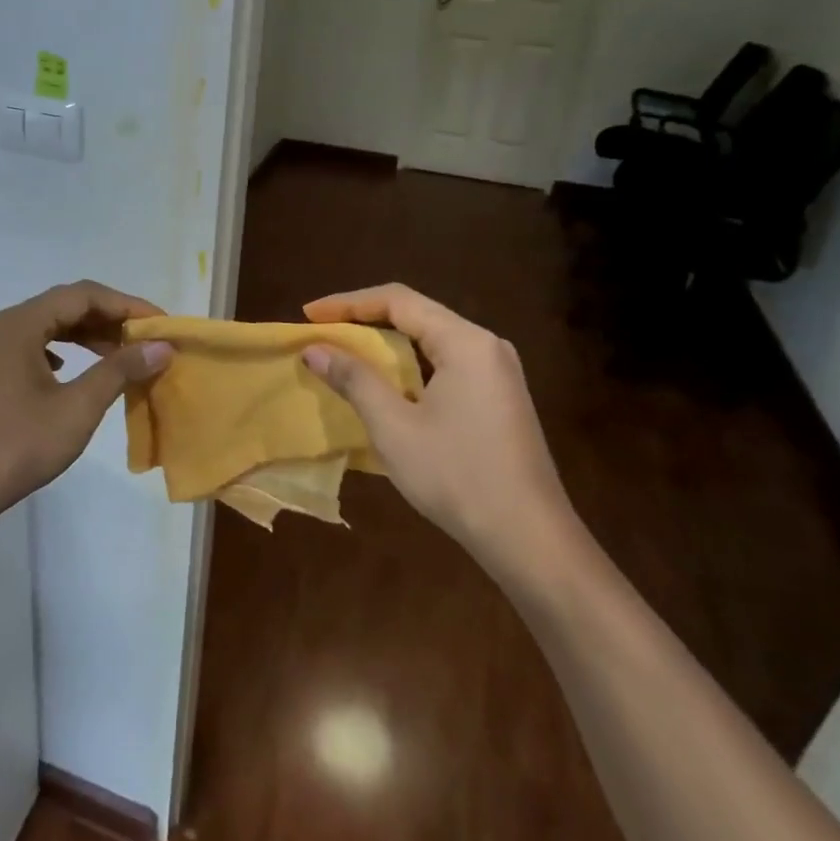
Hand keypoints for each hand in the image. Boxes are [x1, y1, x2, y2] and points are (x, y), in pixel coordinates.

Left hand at [0, 280, 173, 512]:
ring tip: (122, 355)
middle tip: (146, 340)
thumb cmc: (18, 445)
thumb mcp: (77, 407)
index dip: (126, 305)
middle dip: (109, 319)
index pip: (83, 295)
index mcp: (21, 324)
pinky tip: (77, 371)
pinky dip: (65, 352)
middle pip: (65, 306)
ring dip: (87, 336)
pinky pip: (35, 347)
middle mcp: (4, 326)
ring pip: (49, 327)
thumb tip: (160, 347)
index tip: (160, 325)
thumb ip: (120, 370)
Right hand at [302, 284, 584, 590]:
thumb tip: (314, 349)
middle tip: (322, 333)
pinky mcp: (499, 398)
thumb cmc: (458, 476)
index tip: (309, 315)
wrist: (530, 539)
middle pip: (416, 315)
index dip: (348, 303)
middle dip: (365, 321)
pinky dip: (409, 367)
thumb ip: (354, 380)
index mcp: (465, 342)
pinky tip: (387, 386)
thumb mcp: (394, 427)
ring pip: (431, 342)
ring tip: (346, 355)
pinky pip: (446, 365)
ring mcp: (497, 373)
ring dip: (386, 346)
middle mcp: (486, 346)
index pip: (398, 301)